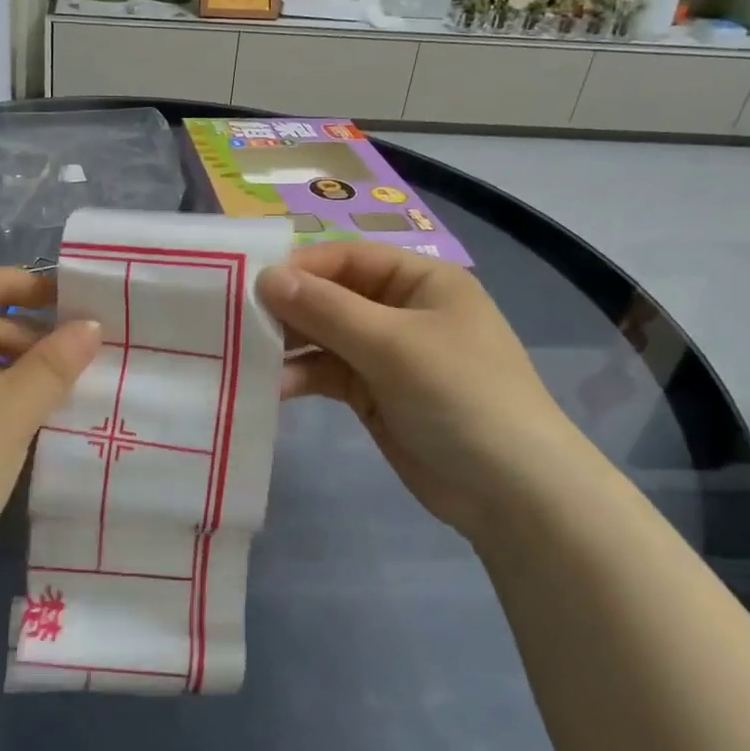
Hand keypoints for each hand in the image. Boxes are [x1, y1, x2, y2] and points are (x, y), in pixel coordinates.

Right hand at [257, 243, 589, 535]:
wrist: (512, 493)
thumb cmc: (461, 396)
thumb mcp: (393, 345)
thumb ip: (326, 310)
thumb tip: (266, 278)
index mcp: (420, 281)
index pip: (347, 258)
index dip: (300, 268)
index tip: (249, 283)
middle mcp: (401, 310)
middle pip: (332, 296)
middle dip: (289, 307)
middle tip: (237, 320)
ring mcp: (386, 354)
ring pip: (324, 336)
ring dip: (289, 344)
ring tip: (248, 355)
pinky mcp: (373, 393)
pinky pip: (327, 373)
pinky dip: (301, 376)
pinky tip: (273, 387)